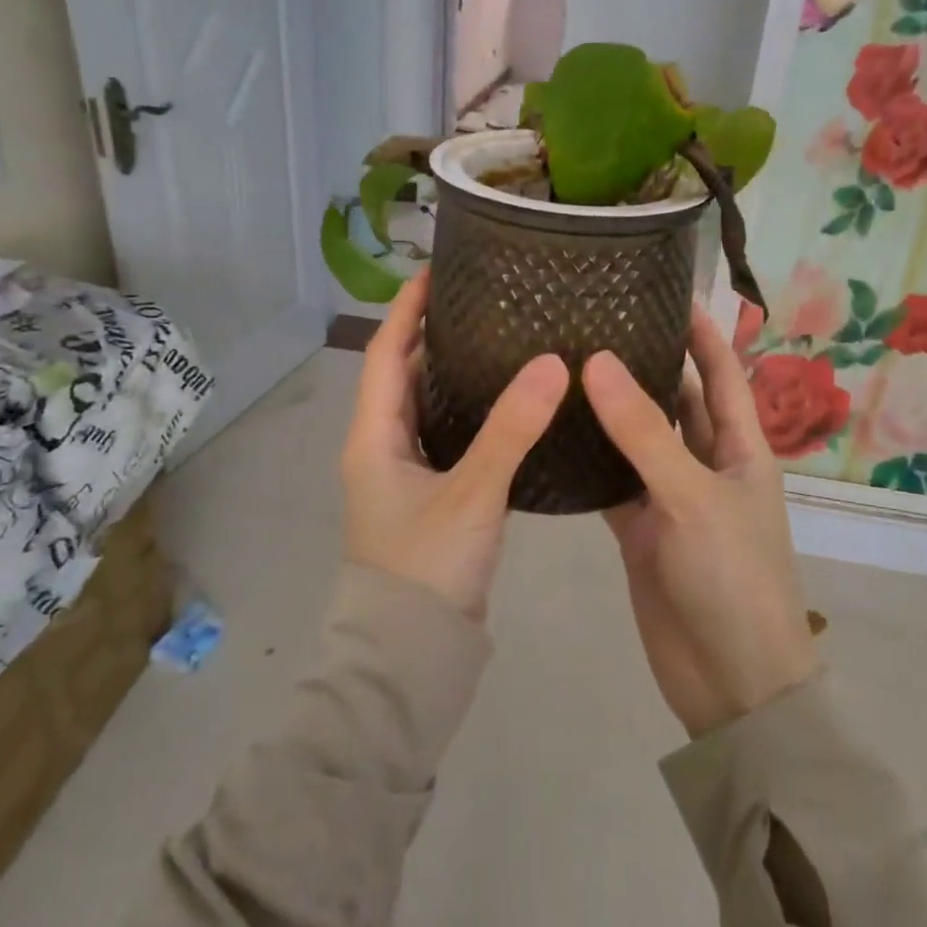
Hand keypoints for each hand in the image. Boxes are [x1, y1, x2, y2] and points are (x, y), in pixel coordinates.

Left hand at [341, 272, 567, 620]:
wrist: (410, 656)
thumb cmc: (426, 568)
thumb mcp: (472, 493)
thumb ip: (511, 429)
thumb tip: (553, 363)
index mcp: (373, 436)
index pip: (384, 353)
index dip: (406, 309)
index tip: (436, 270)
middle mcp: (380, 448)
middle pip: (402, 376)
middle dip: (431, 335)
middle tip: (481, 301)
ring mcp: (402, 476)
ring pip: (425, 408)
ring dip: (451, 374)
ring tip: (498, 341)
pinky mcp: (428, 499)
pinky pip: (445, 438)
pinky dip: (469, 414)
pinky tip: (507, 407)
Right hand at [582, 308, 817, 737]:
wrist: (731, 682)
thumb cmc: (732, 579)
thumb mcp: (693, 497)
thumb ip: (644, 432)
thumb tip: (597, 362)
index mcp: (741, 448)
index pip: (721, 373)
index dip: (700, 331)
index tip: (665, 289)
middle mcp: (706, 464)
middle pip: (675, 400)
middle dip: (645, 361)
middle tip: (593, 320)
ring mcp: (670, 497)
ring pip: (637, 440)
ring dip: (609, 409)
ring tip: (563, 363)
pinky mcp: (639, 529)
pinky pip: (611, 481)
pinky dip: (586, 459)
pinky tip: (551, 431)